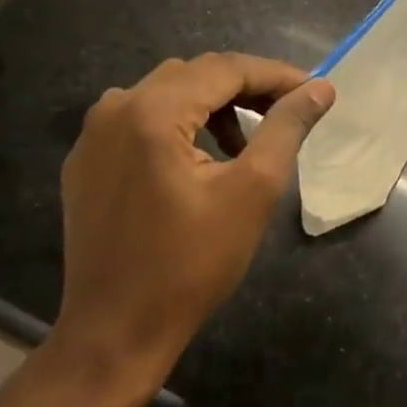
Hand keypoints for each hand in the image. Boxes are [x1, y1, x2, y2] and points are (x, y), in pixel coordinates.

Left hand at [48, 54, 333, 387]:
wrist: (112, 337)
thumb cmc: (190, 266)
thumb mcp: (252, 191)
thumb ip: (286, 128)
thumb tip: (320, 88)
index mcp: (153, 112)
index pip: (225, 69)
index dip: (275, 75)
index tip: (314, 89)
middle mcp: (116, 108)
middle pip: (195, 74)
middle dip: (246, 86)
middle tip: (287, 110)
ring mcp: (94, 134)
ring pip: (168, 91)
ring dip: (213, 103)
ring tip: (245, 139)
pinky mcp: (86, 160)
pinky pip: (141, 117)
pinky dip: (179, 121)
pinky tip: (201, 156)